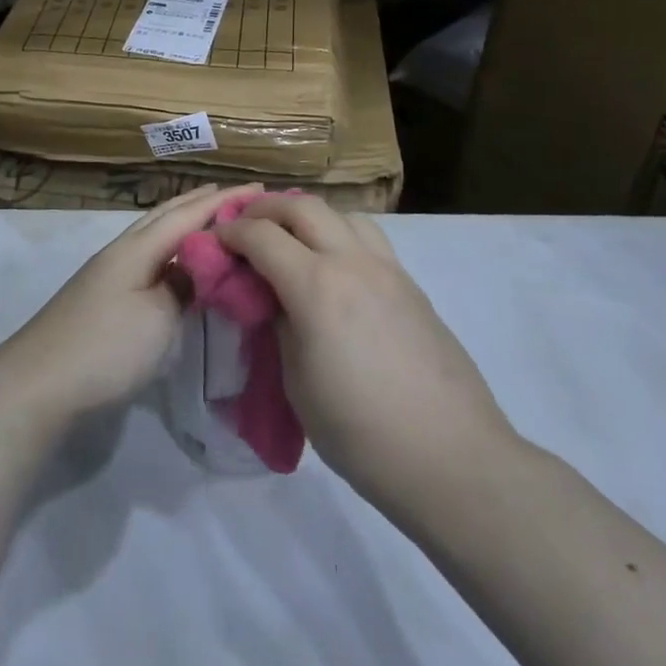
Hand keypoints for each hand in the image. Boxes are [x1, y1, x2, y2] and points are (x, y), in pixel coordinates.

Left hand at [0, 183, 255, 429]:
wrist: (38, 385)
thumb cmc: (106, 346)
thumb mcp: (158, 316)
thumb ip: (183, 285)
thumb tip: (196, 266)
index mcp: (137, 248)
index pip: (189, 215)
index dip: (224, 200)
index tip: (260, 187)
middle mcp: (121, 252)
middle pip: (165, 217)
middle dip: (200, 203)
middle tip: (236, 195)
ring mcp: (107, 275)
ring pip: (153, 237)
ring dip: (183, 225)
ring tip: (211, 222)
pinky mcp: (101, 298)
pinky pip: (147, 260)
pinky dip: (170, 253)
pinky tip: (177, 265)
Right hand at [216, 195, 516, 517]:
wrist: (451, 458)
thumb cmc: (361, 432)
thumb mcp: (297, 382)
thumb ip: (281, 326)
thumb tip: (274, 299)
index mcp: (316, 287)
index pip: (262, 235)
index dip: (231, 232)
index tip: (214, 240)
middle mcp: (353, 263)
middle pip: (303, 207)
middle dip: (266, 208)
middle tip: (245, 226)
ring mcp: (389, 270)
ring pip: (343, 214)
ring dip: (309, 216)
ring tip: (292, 241)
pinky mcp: (412, 286)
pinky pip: (370, 240)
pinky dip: (341, 236)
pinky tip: (335, 269)